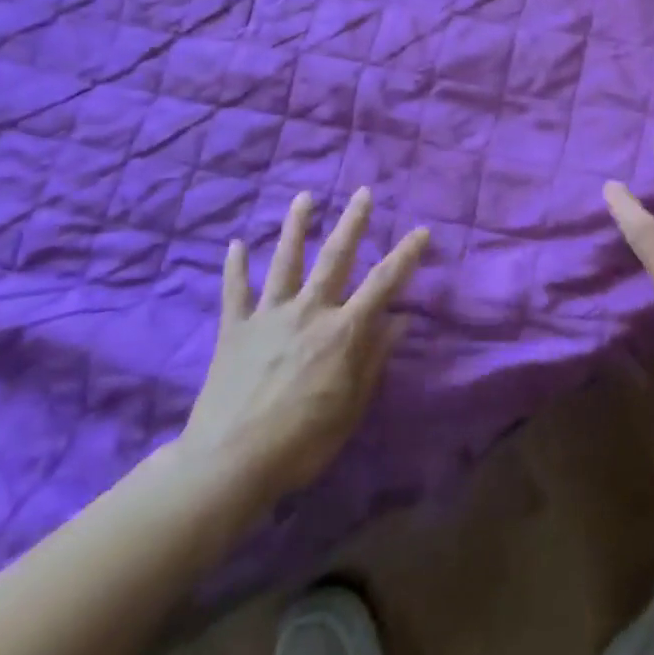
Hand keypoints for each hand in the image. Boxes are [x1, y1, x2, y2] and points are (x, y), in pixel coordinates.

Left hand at [175, 188, 428, 509]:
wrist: (231, 462)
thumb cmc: (303, 441)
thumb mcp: (352, 406)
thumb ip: (375, 358)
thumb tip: (402, 319)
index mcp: (343, 331)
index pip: (384, 283)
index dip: (406, 255)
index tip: (422, 230)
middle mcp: (309, 311)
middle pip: (335, 258)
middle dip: (352, 223)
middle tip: (363, 192)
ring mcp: (269, 315)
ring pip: (285, 261)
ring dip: (296, 227)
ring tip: (304, 197)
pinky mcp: (235, 328)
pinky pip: (235, 291)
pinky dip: (235, 267)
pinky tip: (236, 244)